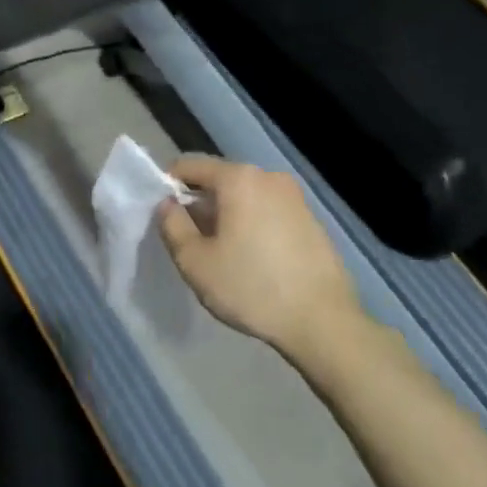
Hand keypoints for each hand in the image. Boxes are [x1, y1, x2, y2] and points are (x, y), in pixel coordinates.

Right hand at [158, 156, 363, 364]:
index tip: (164, 215)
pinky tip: (254, 259)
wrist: (323, 321)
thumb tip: (167, 204)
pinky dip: (253, 224)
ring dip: (228, 215)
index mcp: (238, 178)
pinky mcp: (312, 219)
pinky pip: (269, 211)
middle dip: (201, 203)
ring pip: (246, 196)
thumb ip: (172, 225)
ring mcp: (295, 197)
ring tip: (222, 252)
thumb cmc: (251, 287)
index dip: (169, 185)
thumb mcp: (195, 262)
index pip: (190, 165)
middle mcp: (268, 177)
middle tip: (191, 239)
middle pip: (220, 179)